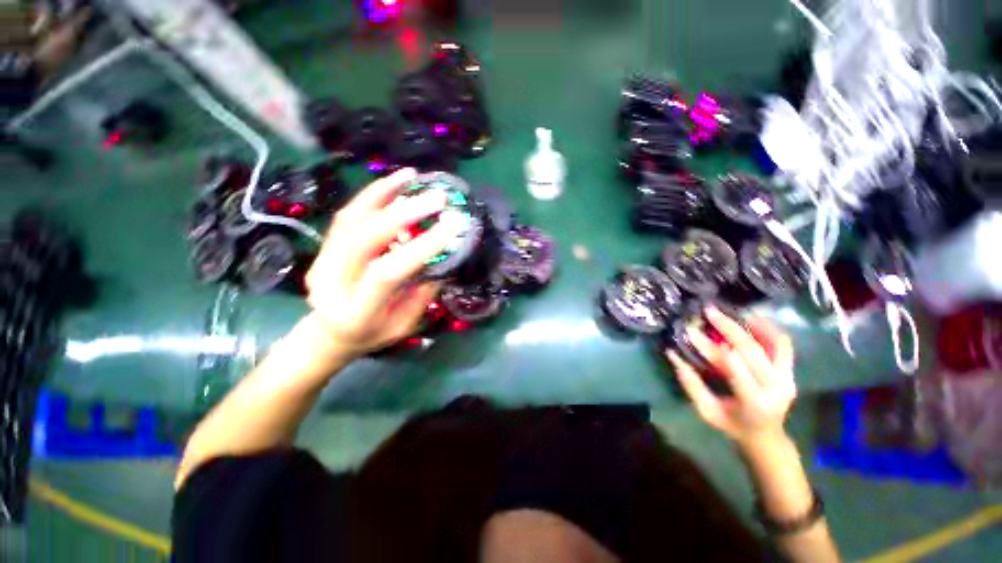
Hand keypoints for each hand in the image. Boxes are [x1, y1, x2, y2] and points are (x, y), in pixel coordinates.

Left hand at [304, 168, 466, 358]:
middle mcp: (333, 283)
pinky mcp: (323, 248)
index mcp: (357, 312)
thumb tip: (442, 257)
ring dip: (384, 193)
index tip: (451, 227)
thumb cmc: (372, 335)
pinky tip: (392, 184)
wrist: (328, 334)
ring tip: (412, 178)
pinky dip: (371, 196)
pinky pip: (347, 216)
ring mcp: (322, 261)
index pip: (388, 272)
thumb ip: (422, 293)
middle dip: (404, 213)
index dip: (421, 247)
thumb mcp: (404, 326)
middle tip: (437, 198)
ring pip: (351, 219)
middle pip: (364, 238)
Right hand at [667, 307, 796, 446]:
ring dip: (750, 325)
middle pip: (751, 350)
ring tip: (731, 312)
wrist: (766, 437)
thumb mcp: (705, 409)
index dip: (711, 346)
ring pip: (771, 344)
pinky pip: (783, 346)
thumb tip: (672, 353)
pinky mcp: (791, 373)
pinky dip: (769, 329)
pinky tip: (752, 318)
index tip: (691, 331)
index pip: (733, 365)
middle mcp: (775, 388)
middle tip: (709, 311)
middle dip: (728, 328)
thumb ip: (690, 383)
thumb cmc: (731, 425)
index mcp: (753, 401)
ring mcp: (787, 379)